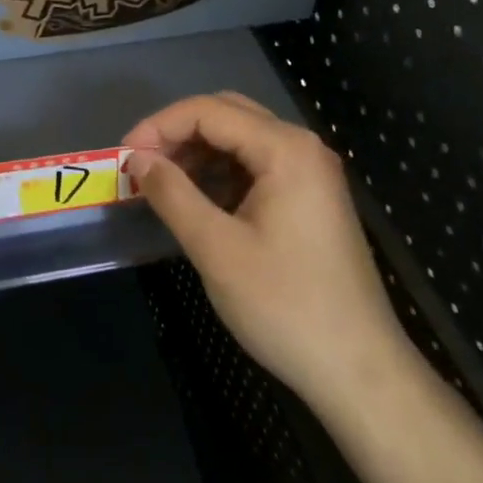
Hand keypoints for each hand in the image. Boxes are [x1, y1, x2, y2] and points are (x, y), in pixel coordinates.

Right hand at [125, 92, 409, 416]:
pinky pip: (256, 166)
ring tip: (161, 184)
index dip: (159, 126)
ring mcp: (311, 173)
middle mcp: (302, 147)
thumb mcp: (217, 249)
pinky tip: (198, 201)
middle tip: (140, 166)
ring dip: (198, 152)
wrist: (360, 372)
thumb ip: (172, 194)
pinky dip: (221, 173)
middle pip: (227, 115)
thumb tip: (136, 159)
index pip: (209, 111)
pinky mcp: (310, 199)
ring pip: (241, 139)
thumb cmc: (286, 306)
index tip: (123, 158)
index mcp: (285, 149)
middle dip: (178, 133)